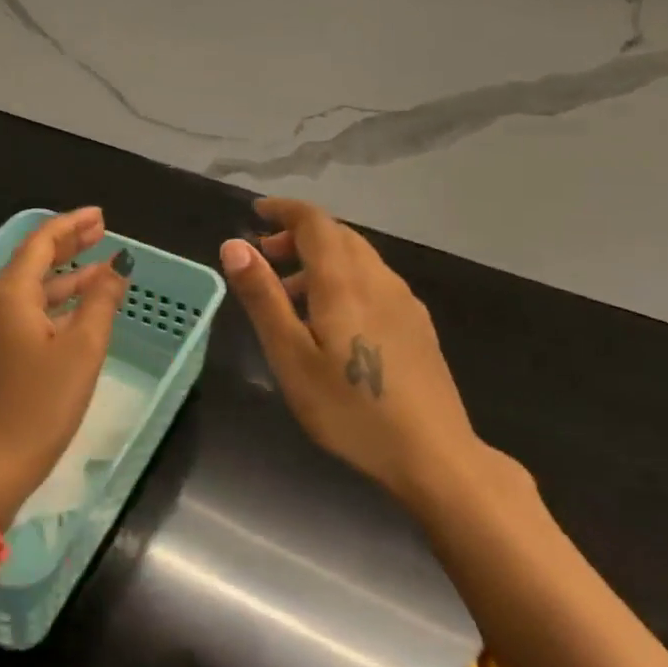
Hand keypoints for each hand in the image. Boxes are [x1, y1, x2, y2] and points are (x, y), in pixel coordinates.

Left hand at [0, 207, 129, 527]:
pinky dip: (50, 304)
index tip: (101, 216)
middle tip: (102, 232)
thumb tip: (117, 265)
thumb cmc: (41, 404)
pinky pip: (20, 313)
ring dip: (63, 278)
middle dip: (68, 246)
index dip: (71, 225)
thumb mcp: (82, 349)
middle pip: (31, 262)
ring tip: (100, 270)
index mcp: (8, 295)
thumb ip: (100, 301)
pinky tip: (75, 310)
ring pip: (27, 290)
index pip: (40, 243)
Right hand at [219, 197, 483, 503]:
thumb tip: (233, 244)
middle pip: (338, 236)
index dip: (284, 210)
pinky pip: (374, 281)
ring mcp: (404, 302)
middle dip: (298, 235)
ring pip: (358, 259)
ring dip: (320, 259)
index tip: (256, 213)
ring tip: (291, 295)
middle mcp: (378, 279)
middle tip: (265, 257)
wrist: (434, 455)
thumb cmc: (350, 409)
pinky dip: (344, 279)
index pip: (315, 222)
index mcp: (344, 281)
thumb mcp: (290, 356)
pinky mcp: (417, 325)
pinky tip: (334, 321)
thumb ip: (262, 297)